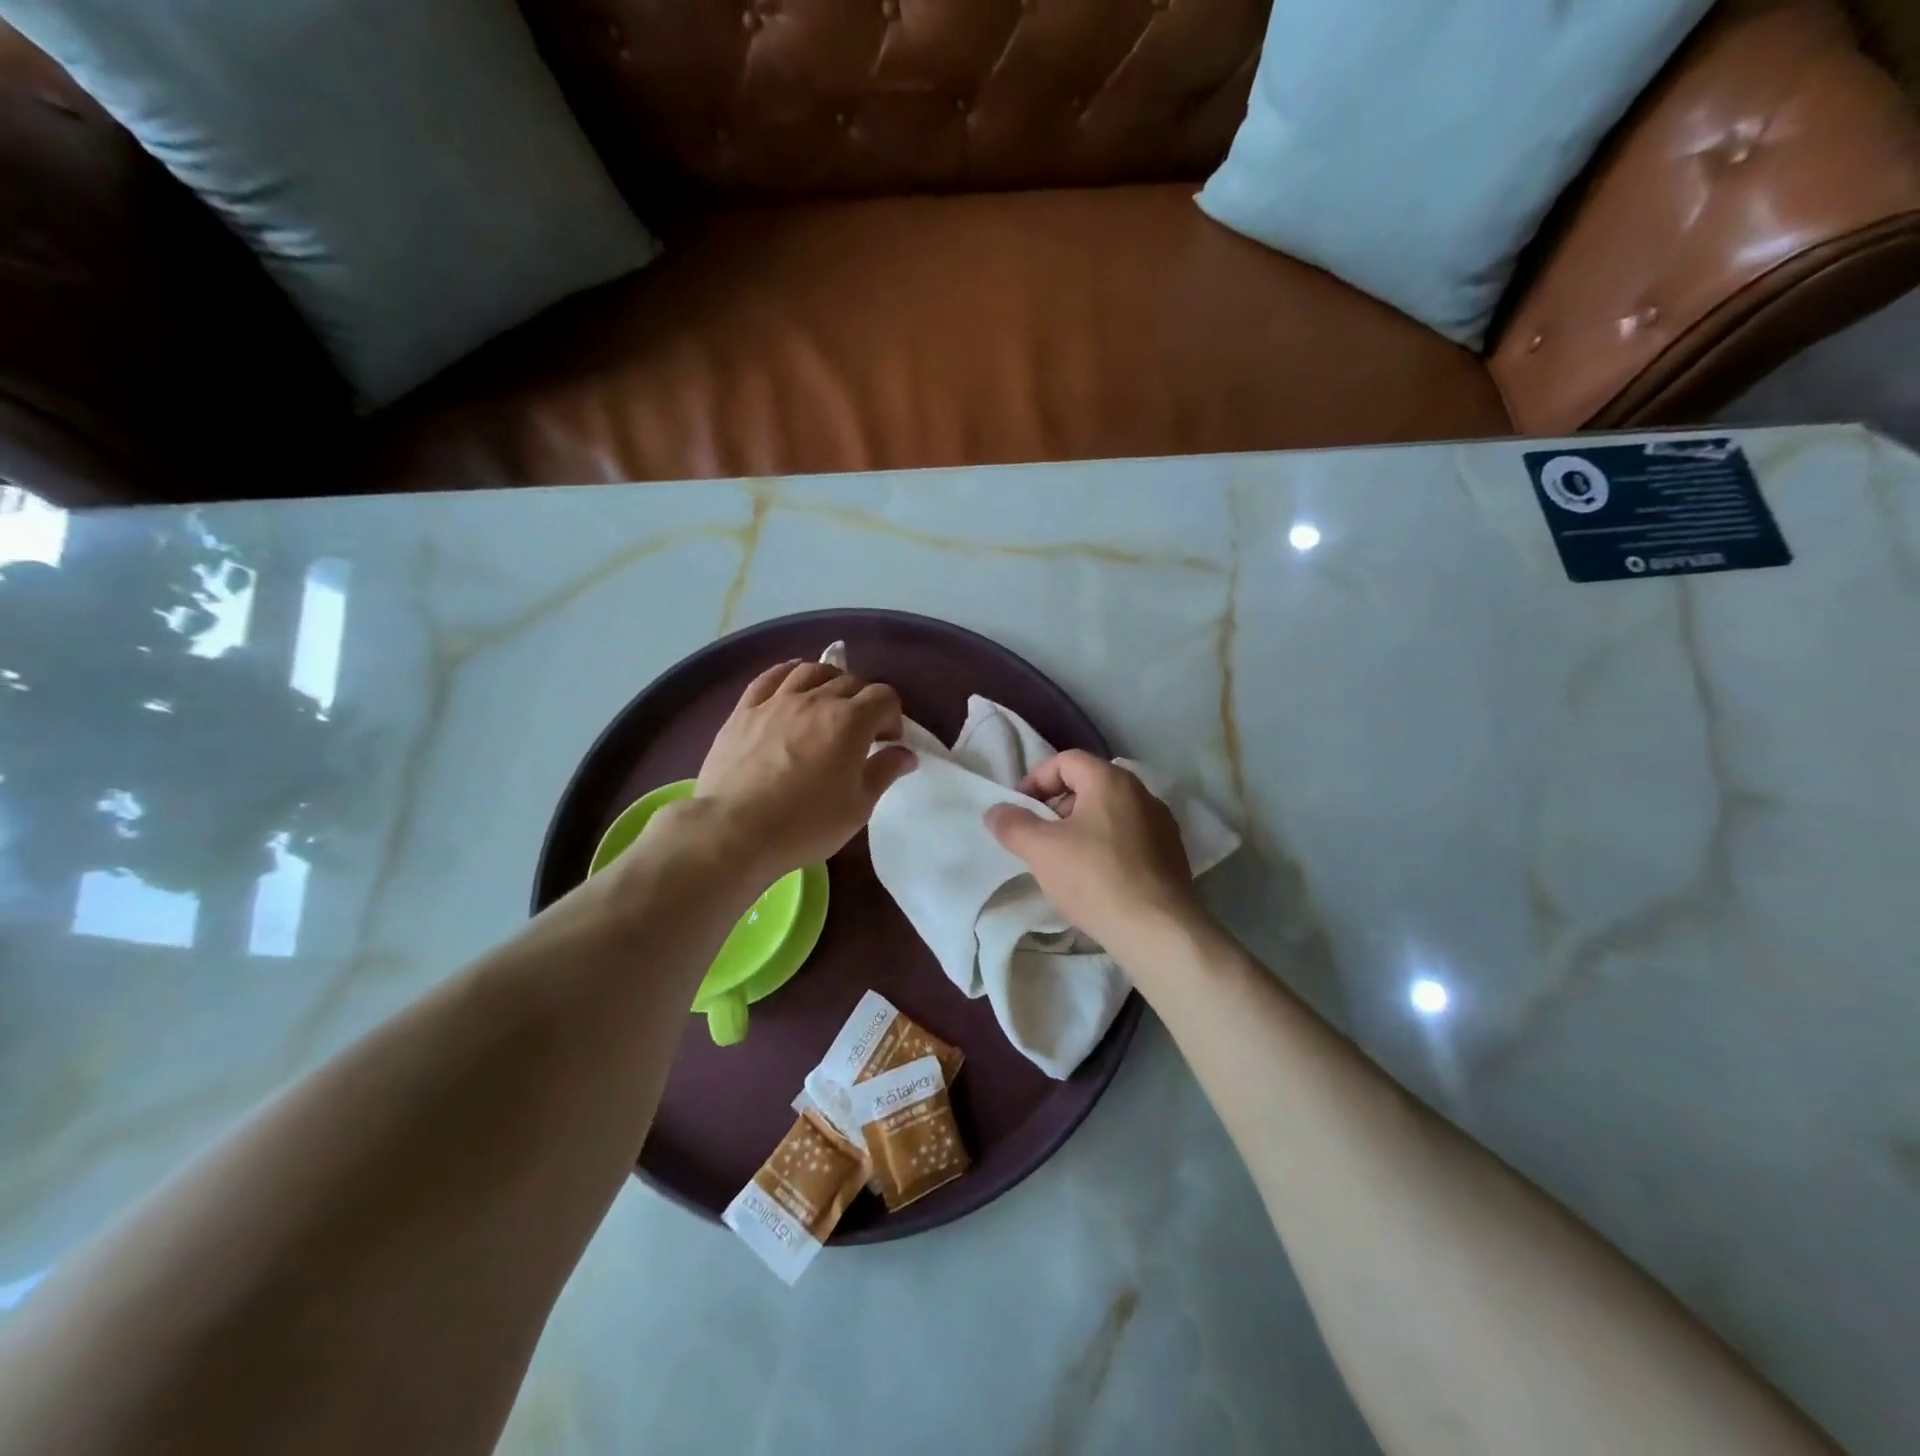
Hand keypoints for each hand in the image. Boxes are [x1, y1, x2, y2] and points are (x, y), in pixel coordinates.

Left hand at [693, 658, 915, 879]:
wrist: (735, 831)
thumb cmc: (805, 824)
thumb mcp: (858, 807)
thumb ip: (884, 772)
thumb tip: (905, 753)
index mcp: (850, 722)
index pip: (884, 697)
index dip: (892, 716)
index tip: (887, 743)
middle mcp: (815, 700)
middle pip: (850, 682)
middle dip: (863, 702)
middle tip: (860, 732)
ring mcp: (776, 701)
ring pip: (811, 671)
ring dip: (829, 682)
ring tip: (828, 703)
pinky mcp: (744, 710)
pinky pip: (769, 677)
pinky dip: (788, 674)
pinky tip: (792, 683)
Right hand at [984, 750, 1201, 950]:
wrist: (1158, 930)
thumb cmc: (1095, 879)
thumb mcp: (1041, 850)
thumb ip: (1013, 824)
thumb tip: (996, 811)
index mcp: (1111, 781)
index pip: (1067, 760)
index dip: (1037, 779)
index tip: (1020, 808)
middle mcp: (1142, 793)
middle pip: (1089, 784)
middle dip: (1057, 804)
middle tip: (1038, 835)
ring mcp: (1162, 824)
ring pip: (1110, 812)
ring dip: (1081, 827)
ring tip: (1064, 859)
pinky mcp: (1172, 854)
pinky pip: (1129, 837)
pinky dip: (1106, 845)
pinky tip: (1095, 877)